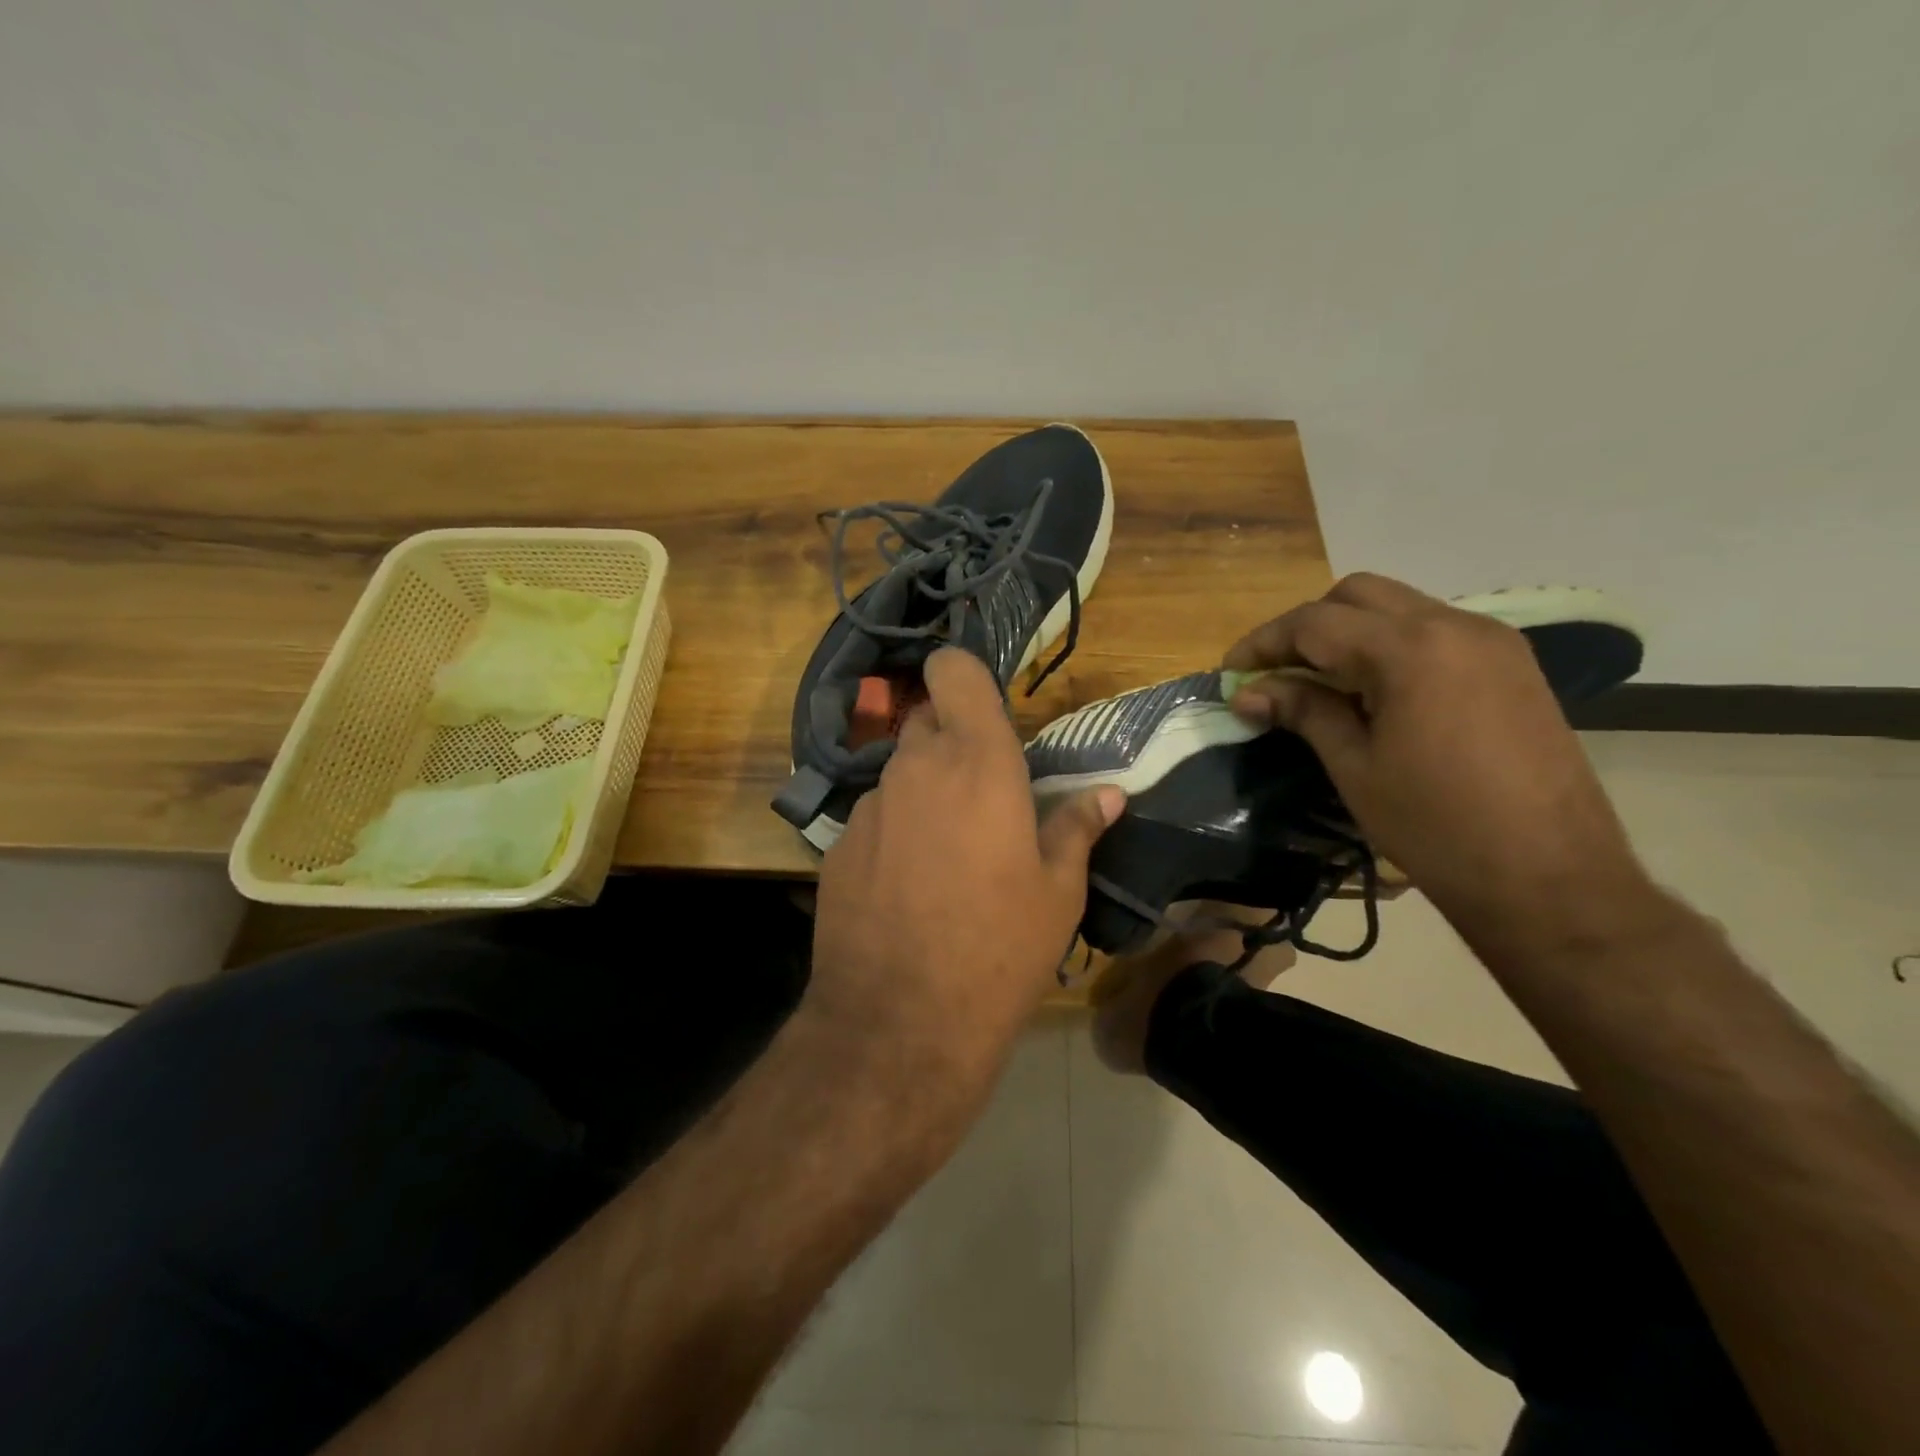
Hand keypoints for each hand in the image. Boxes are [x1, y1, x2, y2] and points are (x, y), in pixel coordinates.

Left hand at [810, 647, 1123, 1139]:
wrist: (899, 1022)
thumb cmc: (998, 949)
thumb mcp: (1057, 893)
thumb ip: (1078, 829)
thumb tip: (1109, 795)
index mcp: (978, 762)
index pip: (954, 671)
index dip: (963, 674)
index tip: (983, 706)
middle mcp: (915, 768)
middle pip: (927, 720)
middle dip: (953, 740)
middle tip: (983, 794)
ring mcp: (869, 806)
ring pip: (900, 772)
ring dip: (925, 791)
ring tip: (950, 851)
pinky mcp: (837, 845)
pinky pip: (875, 817)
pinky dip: (896, 831)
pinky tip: (909, 885)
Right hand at [1224, 574, 1660, 948]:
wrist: (1552, 878)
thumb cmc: (1436, 826)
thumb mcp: (1355, 767)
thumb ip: (1303, 711)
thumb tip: (1248, 692)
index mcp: (1411, 649)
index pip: (1315, 622)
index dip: (1264, 643)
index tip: (1231, 672)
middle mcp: (1455, 625)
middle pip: (1358, 595)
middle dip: (1307, 626)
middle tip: (1277, 673)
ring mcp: (1492, 642)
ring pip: (1399, 608)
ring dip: (1350, 633)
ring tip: (1320, 683)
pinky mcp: (1513, 666)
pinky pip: (1434, 632)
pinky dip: (1391, 646)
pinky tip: (1374, 692)